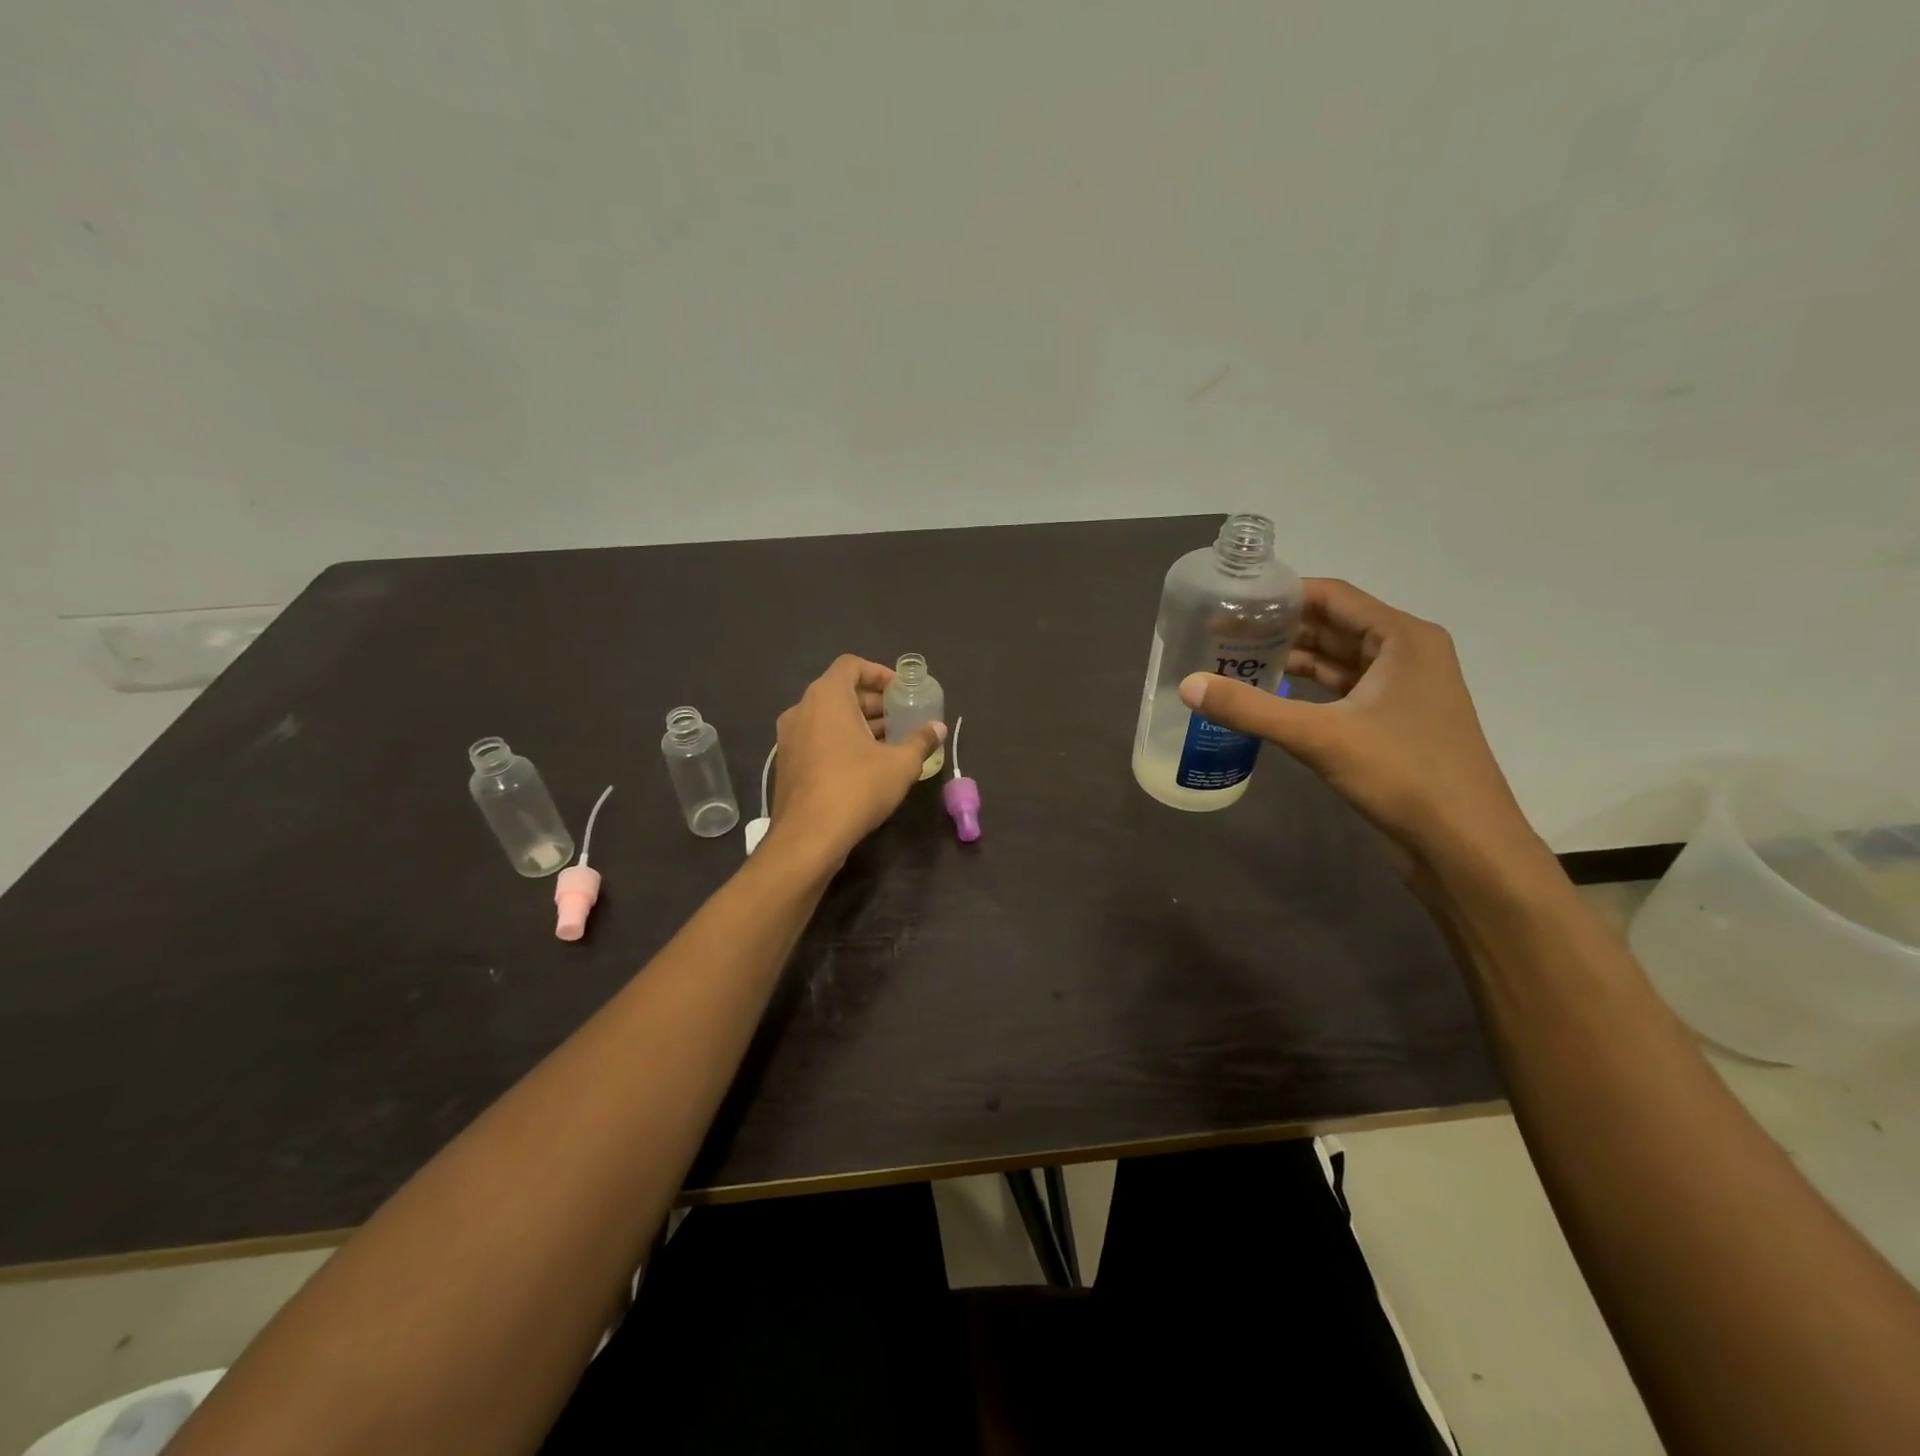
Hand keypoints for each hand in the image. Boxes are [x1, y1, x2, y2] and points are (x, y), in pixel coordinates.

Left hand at [768, 656, 945, 861]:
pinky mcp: (787, 764)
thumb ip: (921, 741)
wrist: (808, 838)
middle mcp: (801, 710)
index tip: (901, 692)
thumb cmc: (856, 788)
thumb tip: (938, 728)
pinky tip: (866, 765)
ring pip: (828, 718)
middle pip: (840, 691)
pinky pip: (817, 739)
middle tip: (902, 718)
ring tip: (890, 743)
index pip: (851, 665)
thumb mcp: (900, 764)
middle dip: (873, 702)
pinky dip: (841, 741)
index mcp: (826, 697)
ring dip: (859, 724)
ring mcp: (789, 738)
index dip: (879, 673)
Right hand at [1178, 578, 1543, 880]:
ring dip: (1291, 659)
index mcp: (1402, 638)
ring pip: (1337, 660)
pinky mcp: (1393, 722)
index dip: (1281, 596)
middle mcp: (1407, 653)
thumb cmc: (1403, 775)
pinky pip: (1342, 691)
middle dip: (1279, 629)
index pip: (1332, 596)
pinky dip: (1307, 689)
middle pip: (1333, 625)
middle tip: (1221, 635)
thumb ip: (1250, 709)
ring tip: (1234, 662)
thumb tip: (1188, 686)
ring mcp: (1402, 690)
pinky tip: (1269, 697)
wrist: (1464, 844)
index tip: (1231, 603)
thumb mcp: (1320, 737)